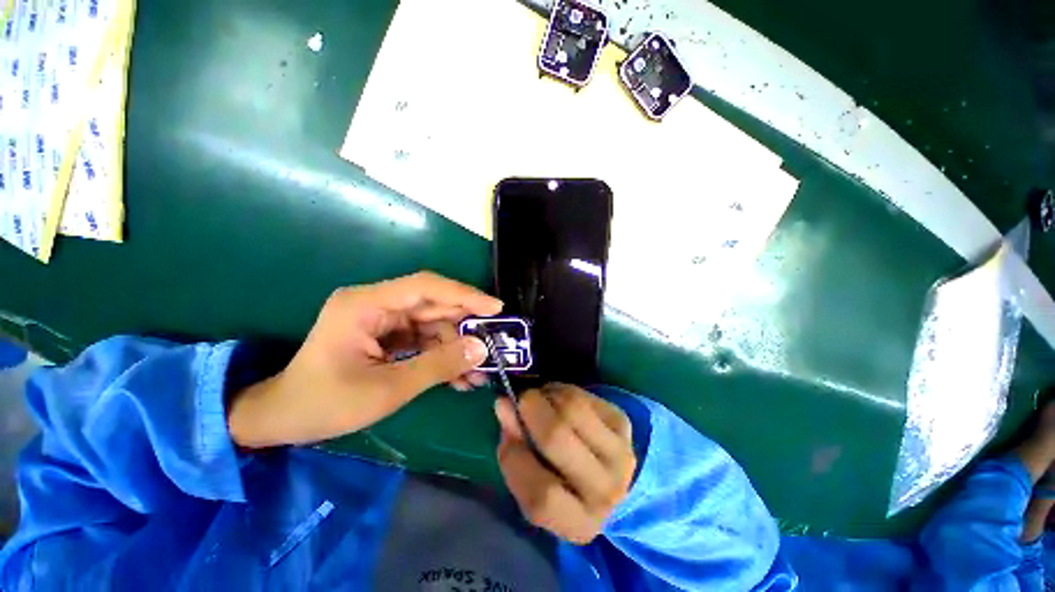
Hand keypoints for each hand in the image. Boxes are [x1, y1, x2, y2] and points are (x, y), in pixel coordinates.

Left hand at [229, 272, 502, 448]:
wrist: (282, 420)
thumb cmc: (324, 404)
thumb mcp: (387, 389)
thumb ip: (438, 366)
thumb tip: (481, 349)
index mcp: (366, 304)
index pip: (425, 287)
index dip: (464, 295)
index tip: (495, 308)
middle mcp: (377, 304)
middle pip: (433, 305)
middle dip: (465, 326)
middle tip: (495, 343)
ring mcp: (382, 320)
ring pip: (433, 325)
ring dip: (456, 347)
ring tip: (478, 372)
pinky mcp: (387, 335)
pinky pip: (424, 339)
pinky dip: (442, 356)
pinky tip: (459, 377)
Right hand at [495, 384, 636, 544]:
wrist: (606, 475)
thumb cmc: (560, 485)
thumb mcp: (532, 484)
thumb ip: (513, 451)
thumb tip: (503, 405)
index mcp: (579, 524)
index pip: (541, 494)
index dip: (515, 457)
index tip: (506, 430)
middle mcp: (605, 492)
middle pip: (556, 436)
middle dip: (530, 408)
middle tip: (522, 399)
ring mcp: (620, 454)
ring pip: (572, 407)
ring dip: (548, 395)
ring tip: (541, 399)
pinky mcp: (623, 423)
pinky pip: (584, 396)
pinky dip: (563, 391)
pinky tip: (559, 399)